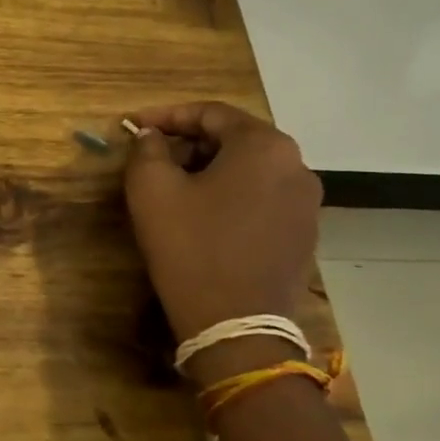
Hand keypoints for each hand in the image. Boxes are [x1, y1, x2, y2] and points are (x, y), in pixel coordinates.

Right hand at [123, 101, 321, 349]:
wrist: (236, 328)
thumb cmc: (191, 248)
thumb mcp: (152, 190)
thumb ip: (148, 149)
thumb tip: (152, 137)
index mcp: (264, 145)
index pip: (210, 113)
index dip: (166, 115)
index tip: (132, 125)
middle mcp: (297, 166)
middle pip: (234, 138)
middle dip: (188, 142)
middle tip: (152, 157)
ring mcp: (307, 203)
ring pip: (249, 169)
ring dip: (209, 169)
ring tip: (174, 186)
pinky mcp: (305, 234)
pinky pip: (262, 197)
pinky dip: (231, 195)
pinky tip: (203, 216)